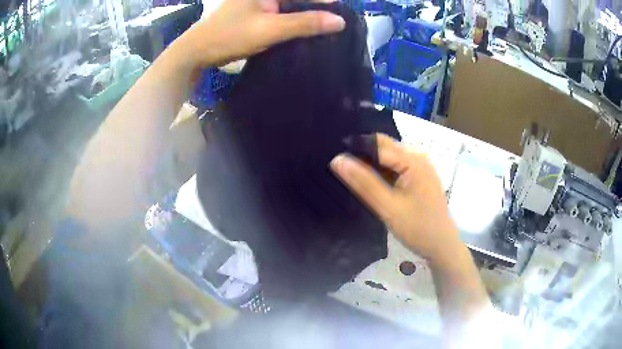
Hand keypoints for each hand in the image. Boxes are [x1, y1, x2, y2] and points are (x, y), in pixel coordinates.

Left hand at [175, 0, 345, 67]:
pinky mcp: (256, 13)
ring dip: (306, 15)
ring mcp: (258, 2)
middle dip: (315, 7)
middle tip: (336, 20)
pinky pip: (281, 14)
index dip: (323, 0)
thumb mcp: (269, 29)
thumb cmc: (229, 36)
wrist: (197, 52)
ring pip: (290, 5)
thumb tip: (339, 22)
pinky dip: (293, 21)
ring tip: (326, 25)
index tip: (342, 8)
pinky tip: (305, 29)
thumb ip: (304, 24)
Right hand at [330, 134, 460, 261]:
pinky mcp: (420, 177)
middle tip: (343, 172)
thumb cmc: (418, 228)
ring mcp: (420, 167)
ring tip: (355, 180)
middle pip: (384, 148)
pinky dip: (383, 173)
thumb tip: (338, 159)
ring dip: (372, 165)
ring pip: (389, 158)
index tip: (335, 163)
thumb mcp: (388, 207)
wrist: (442, 246)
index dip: (355, 150)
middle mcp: (418, 157)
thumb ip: (363, 182)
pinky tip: (373, 185)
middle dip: (363, 156)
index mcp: (413, 160)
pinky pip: (396, 167)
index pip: (377, 145)